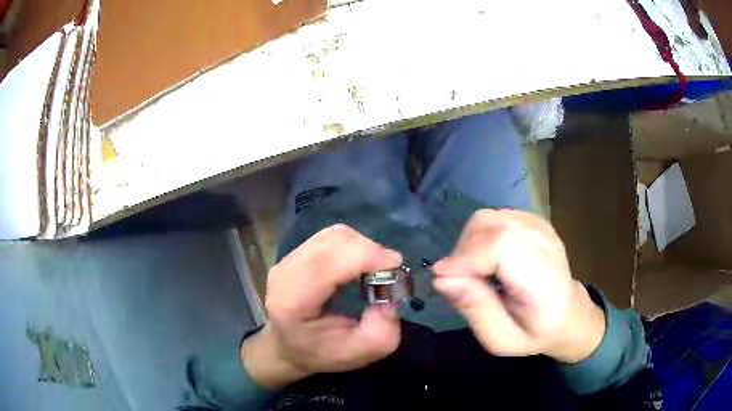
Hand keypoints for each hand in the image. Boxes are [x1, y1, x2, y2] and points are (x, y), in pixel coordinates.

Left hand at [241, 224, 401, 388]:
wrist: (286, 345)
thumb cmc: (319, 353)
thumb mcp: (359, 355)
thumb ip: (382, 332)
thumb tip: (390, 297)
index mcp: (293, 300)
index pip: (330, 262)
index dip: (368, 256)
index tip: (396, 268)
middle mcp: (285, 272)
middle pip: (335, 242)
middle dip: (371, 251)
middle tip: (389, 273)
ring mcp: (288, 258)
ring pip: (335, 235)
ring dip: (363, 247)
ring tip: (375, 270)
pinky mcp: (296, 252)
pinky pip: (331, 237)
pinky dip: (353, 245)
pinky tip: (358, 265)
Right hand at [432, 209, 604, 362]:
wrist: (567, 313)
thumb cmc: (534, 333)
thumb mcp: (501, 339)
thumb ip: (475, 309)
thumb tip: (441, 278)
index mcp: (543, 279)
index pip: (501, 247)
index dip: (465, 258)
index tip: (440, 279)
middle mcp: (545, 243)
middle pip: (490, 225)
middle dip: (461, 252)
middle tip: (457, 281)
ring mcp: (540, 226)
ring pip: (487, 218)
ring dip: (468, 243)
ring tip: (472, 272)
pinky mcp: (532, 220)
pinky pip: (494, 217)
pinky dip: (479, 236)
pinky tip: (487, 259)